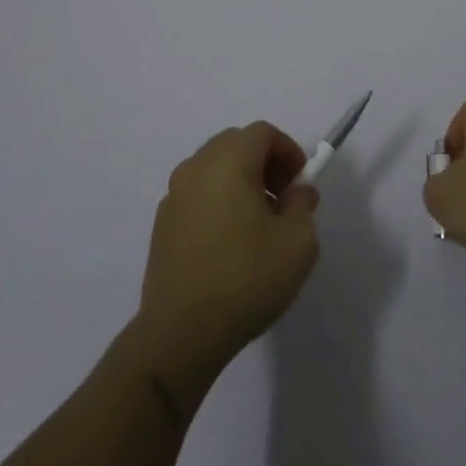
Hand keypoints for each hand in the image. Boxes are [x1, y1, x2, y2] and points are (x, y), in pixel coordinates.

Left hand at [137, 122, 320, 375]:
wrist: (181, 332)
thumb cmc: (246, 278)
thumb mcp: (298, 242)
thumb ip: (303, 205)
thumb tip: (296, 192)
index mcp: (228, 162)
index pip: (262, 133)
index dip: (288, 151)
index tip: (301, 184)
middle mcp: (195, 168)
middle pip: (235, 144)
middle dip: (265, 163)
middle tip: (283, 199)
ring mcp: (173, 196)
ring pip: (214, 168)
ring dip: (240, 181)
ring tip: (258, 223)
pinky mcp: (162, 224)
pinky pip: (198, 194)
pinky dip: (218, 200)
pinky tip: (230, 242)